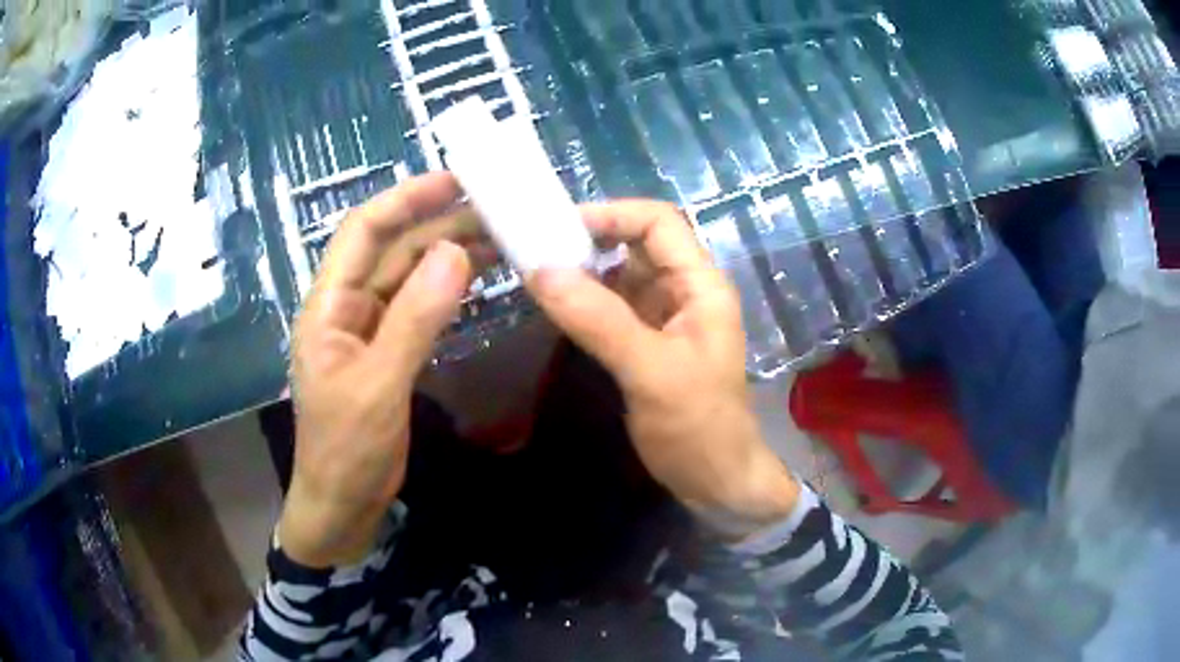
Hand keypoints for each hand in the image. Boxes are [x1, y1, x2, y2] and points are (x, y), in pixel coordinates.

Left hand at [280, 173, 478, 566]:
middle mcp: (347, 306)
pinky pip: (420, 308)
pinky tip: (480, 279)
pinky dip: (449, 290)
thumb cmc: (346, 450)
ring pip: (410, 277)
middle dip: (440, 224)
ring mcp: (369, 330)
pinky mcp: (389, 352)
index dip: (405, 200)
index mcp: (328, 305)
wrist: (342, 505)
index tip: (454, 182)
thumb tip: (455, 253)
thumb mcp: (378, 385)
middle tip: (497, 210)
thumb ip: (414, 319)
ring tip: (500, 237)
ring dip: (450, 254)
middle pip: (393, 250)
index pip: (363, 231)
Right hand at [526, 201, 799, 537]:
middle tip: (533, 249)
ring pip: (619, 276)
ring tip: (533, 273)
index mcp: (700, 286)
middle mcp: (683, 292)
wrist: (716, 483)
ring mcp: (663, 318)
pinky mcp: (645, 344)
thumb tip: (540, 270)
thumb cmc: (699, 427)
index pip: (659, 223)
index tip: (558, 228)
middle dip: (588, 241)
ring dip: (581, 271)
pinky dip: (583, 302)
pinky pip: (611, 308)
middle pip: (635, 245)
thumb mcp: (652, 372)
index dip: (612, 215)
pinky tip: (553, 306)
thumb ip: (599, 320)